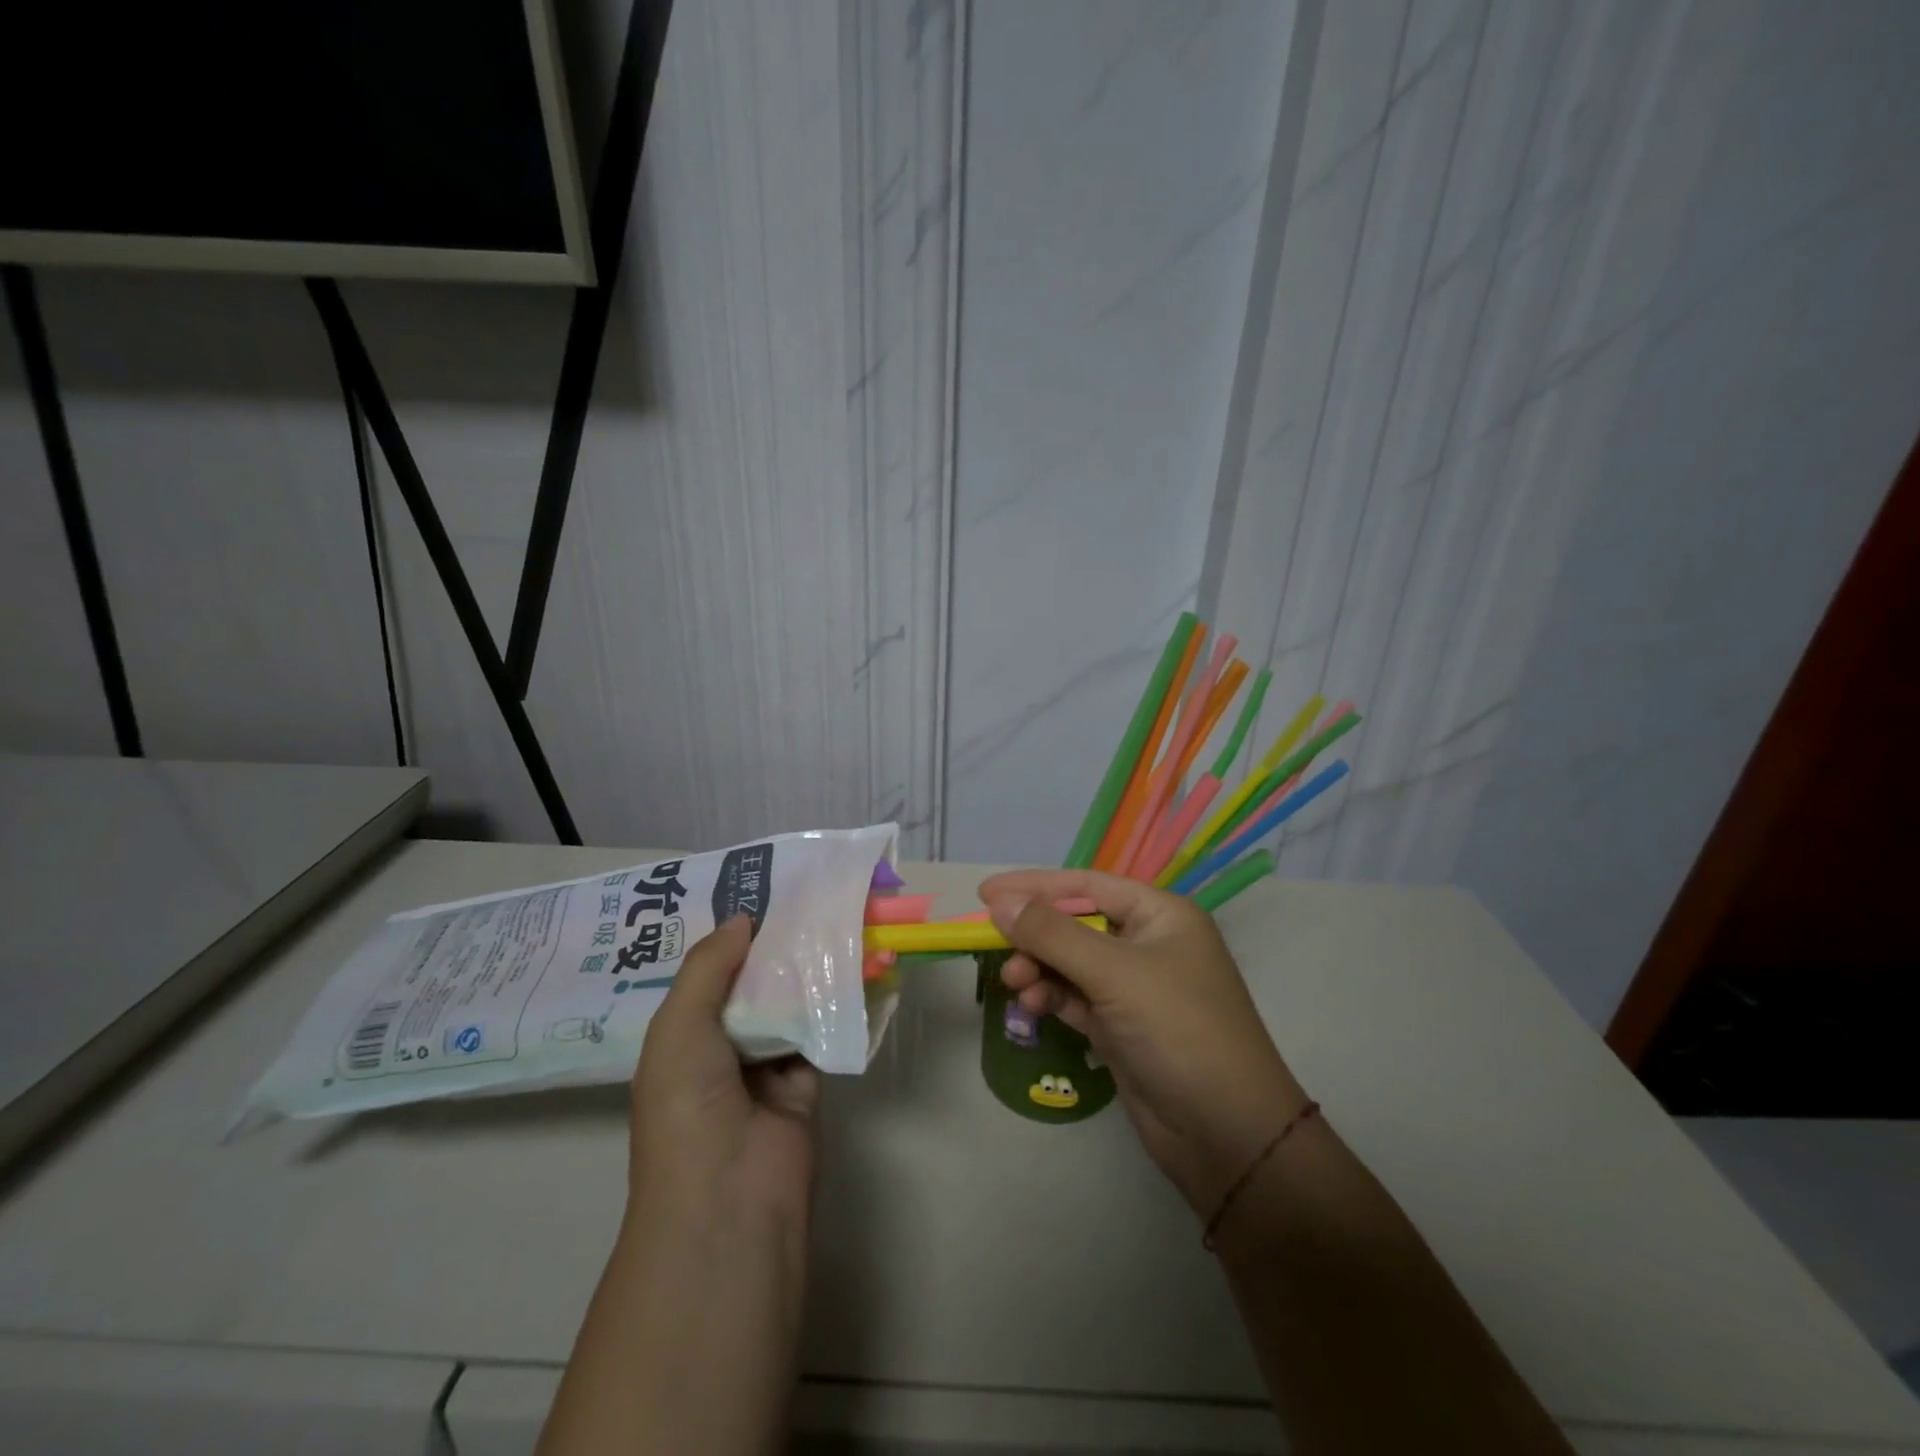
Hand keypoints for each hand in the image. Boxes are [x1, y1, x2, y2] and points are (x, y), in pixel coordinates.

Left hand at [627, 915, 819, 1237]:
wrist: (730, 1195)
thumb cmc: (688, 1105)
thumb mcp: (679, 1026)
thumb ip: (708, 967)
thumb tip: (743, 918)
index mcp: (683, 1038)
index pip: (709, 976)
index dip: (732, 938)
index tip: (761, 893)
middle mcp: (723, 1048)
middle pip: (753, 985)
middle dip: (776, 947)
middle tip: (807, 897)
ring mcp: (767, 1066)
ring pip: (790, 1003)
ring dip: (808, 970)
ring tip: (835, 917)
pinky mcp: (808, 1080)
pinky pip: (822, 1030)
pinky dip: (836, 1002)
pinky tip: (855, 963)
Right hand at [981, 869, 1309, 1217]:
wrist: (1227, 1135)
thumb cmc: (1178, 1030)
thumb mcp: (1114, 973)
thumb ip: (1053, 934)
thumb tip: (1000, 902)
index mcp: (1160, 914)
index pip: (1086, 885)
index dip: (1035, 886)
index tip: (985, 893)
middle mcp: (1147, 943)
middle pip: (1075, 923)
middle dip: (1034, 934)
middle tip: (992, 946)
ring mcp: (1134, 987)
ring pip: (1070, 962)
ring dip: (1038, 968)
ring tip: (1014, 985)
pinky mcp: (1121, 1026)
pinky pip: (1074, 997)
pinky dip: (1050, 996)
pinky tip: (1030, 1006)